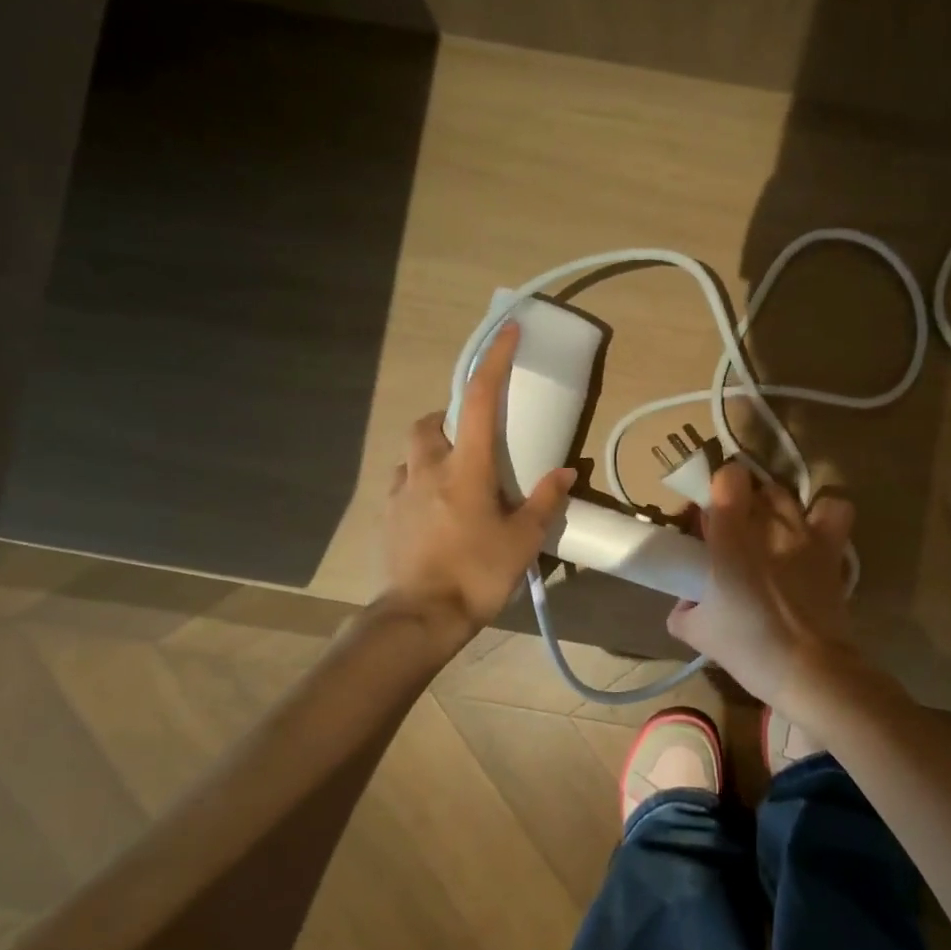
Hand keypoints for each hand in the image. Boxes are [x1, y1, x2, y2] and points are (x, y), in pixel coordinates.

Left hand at [384, 321, 575, 631]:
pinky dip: (419, 483)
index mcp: (466, 468)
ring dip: (433, 453)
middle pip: (431, 422)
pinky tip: (436, 511)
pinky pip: (402, 483)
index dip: (494, 361)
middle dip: (449, 418)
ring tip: (457, 480)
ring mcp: (400, 492)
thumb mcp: (523, 540)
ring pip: (413, 453)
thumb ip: (544, 502)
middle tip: (474, 440)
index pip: (479, 400)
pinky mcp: (386, 516)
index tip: (508, 332)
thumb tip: (564, 474)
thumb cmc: (477, 574)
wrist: (420, 617)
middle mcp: (427, 469)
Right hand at [666, 462, 856, 707]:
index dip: (716, 492)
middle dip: (741, 504)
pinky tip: (810, 532)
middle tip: (732, 536)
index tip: (709, 522)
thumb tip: (686, 602)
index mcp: (730, 535)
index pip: (727, 477)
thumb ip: (683, 608)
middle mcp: (769, 522)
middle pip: (754, 486)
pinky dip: (822, 513)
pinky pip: (834, 509)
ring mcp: (804, 532)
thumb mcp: (696, 632)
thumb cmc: (748, 647)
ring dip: (773, 509)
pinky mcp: (832, 548)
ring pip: (785, 495)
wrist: (808, 670)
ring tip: (768, 537)